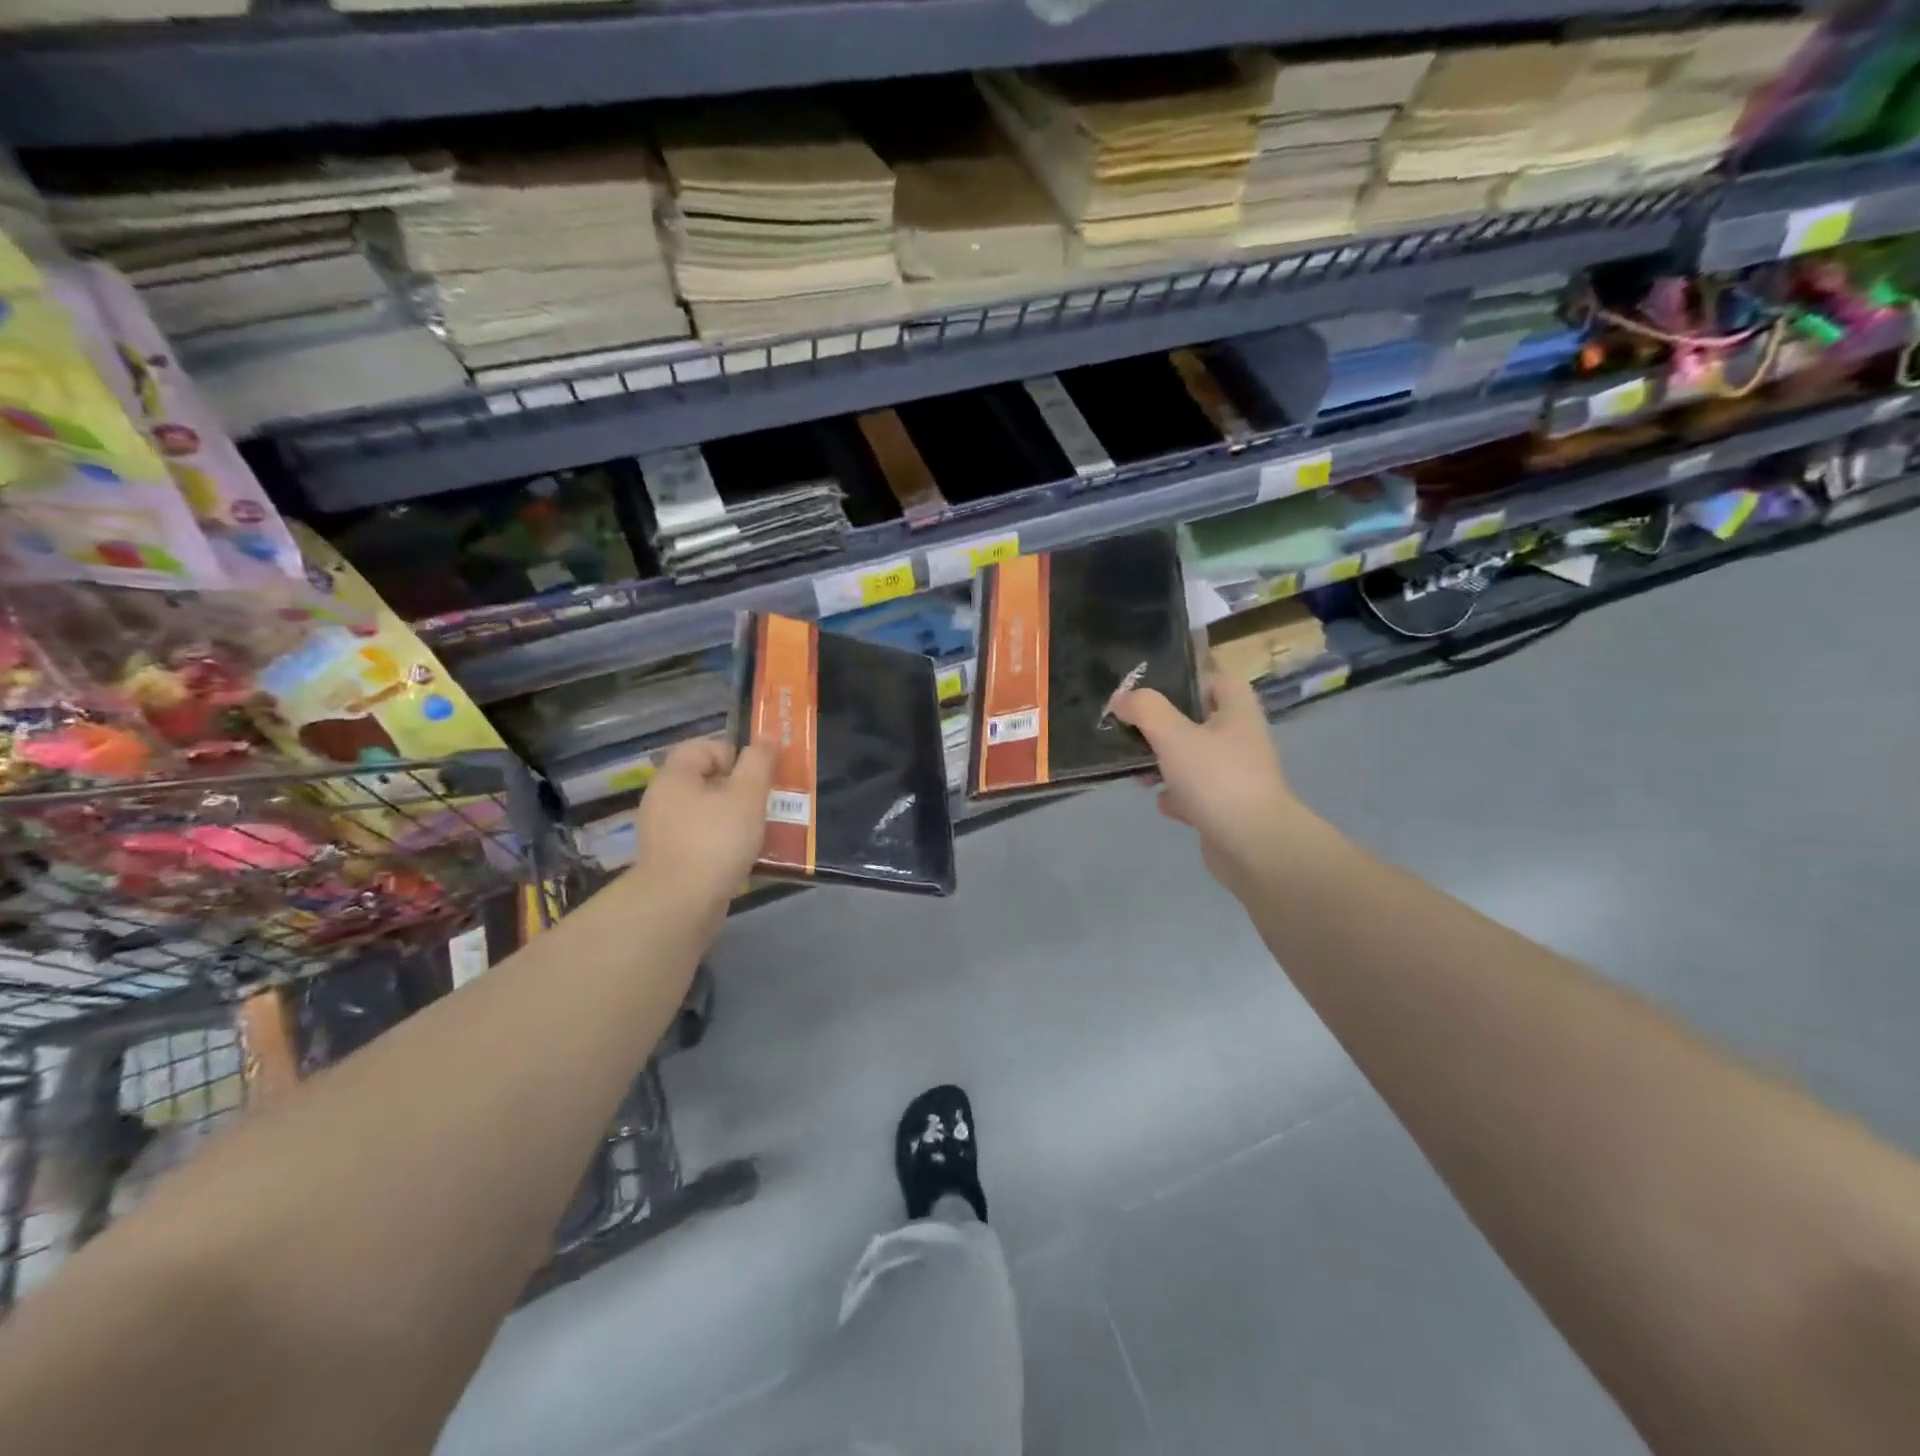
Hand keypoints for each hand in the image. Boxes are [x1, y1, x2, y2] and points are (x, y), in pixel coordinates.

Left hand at [630, 736, 775, 910]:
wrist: (679, 905)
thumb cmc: (715, 842)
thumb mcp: (747, 796)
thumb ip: (758, 763)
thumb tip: (767, 737)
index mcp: (674, 776)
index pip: (703, 746)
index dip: (734, 754)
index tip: (757, 777)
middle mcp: (662, 799)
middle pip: (706, 779)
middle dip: (739, 789)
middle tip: (764, 805)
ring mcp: (662, 832)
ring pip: (705, 811)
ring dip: (734, 817)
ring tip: (758, 833)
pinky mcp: (669, 860)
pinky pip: (700, 839)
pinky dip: (721, 843)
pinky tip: (740, 857)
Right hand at [1110, 671, 1308, 893]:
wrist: (1253, 845)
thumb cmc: (1216, 779)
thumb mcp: (1173, 734)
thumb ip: (1144, 710)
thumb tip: (1121, 698)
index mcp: (1237, 713)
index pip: (1220, 682)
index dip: (1190, 681)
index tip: (1156, 692)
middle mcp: (1241, 740)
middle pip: (1199, 722)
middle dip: (1164, 728)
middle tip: (1134, 732)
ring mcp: (1235, 777)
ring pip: (1193, 760)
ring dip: (1165, 764)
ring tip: (1138, 770)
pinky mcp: (1227, 808)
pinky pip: (1195, 794)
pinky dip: (1177, 797)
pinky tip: (1163, 803)